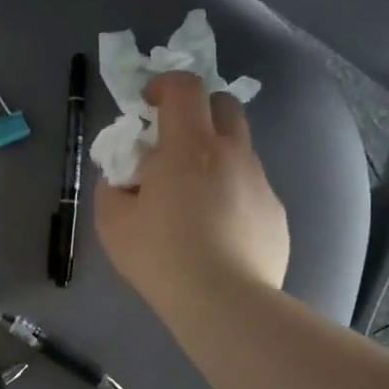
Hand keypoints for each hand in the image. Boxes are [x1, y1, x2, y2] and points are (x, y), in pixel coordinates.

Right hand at [95, 71, 289, 323]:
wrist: (224, 303)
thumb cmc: (161, 256)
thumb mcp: (112, 222)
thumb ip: (113, 187)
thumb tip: (125, 179)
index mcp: (189, 147)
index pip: (186, 87)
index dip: (165, 85)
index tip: (148, 105)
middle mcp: (231, 154)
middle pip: (224, 106)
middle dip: (198, 111)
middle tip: (173, 143)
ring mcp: (260, 183)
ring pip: (238, 150)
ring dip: (213, 157)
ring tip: (191, 200)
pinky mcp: (276, 214)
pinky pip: (250, 188)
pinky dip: (230, 194)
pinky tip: (216, 232)